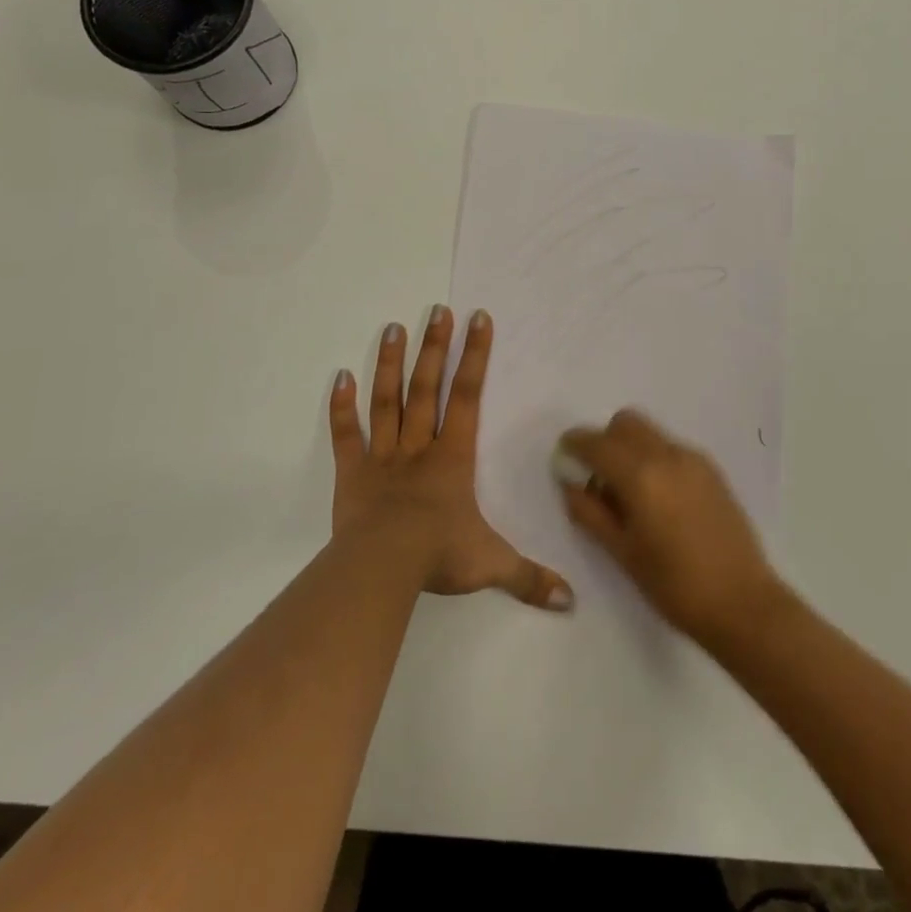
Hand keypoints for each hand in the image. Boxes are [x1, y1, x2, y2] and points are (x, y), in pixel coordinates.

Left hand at [330, 307, 573, 611]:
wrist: (383, 568)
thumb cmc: (440, 555)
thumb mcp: (492, 565)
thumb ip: (530, 577)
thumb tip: (570, 601)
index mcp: (453, 456)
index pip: (467, 395)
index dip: (475, 356)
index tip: (478, 318)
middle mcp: (420, 446)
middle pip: (427, 386)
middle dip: (434, 347)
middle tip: (437, 310)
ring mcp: (382, 456)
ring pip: (387, 400)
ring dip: (389, 363)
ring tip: (392, 327)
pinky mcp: (351, 473)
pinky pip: (346, 434)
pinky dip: (341, 407)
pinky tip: (339, 376)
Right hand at [558, 410, 780, 644]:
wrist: (742, 602)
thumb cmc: (674, 584)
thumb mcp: (622, 553)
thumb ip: (590, 513)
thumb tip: (570, 485)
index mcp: (641, 475)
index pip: (597, 443)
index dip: (575, 445)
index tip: (564, 456)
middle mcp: (667, 455)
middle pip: (626, 423)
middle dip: (605, 441)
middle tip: (598, 477)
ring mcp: (694, 459)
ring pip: (651, 434)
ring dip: (631, 449)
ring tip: (630, 494)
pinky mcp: (712, 470)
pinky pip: (672, 449)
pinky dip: (655, 459)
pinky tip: (659, 500)